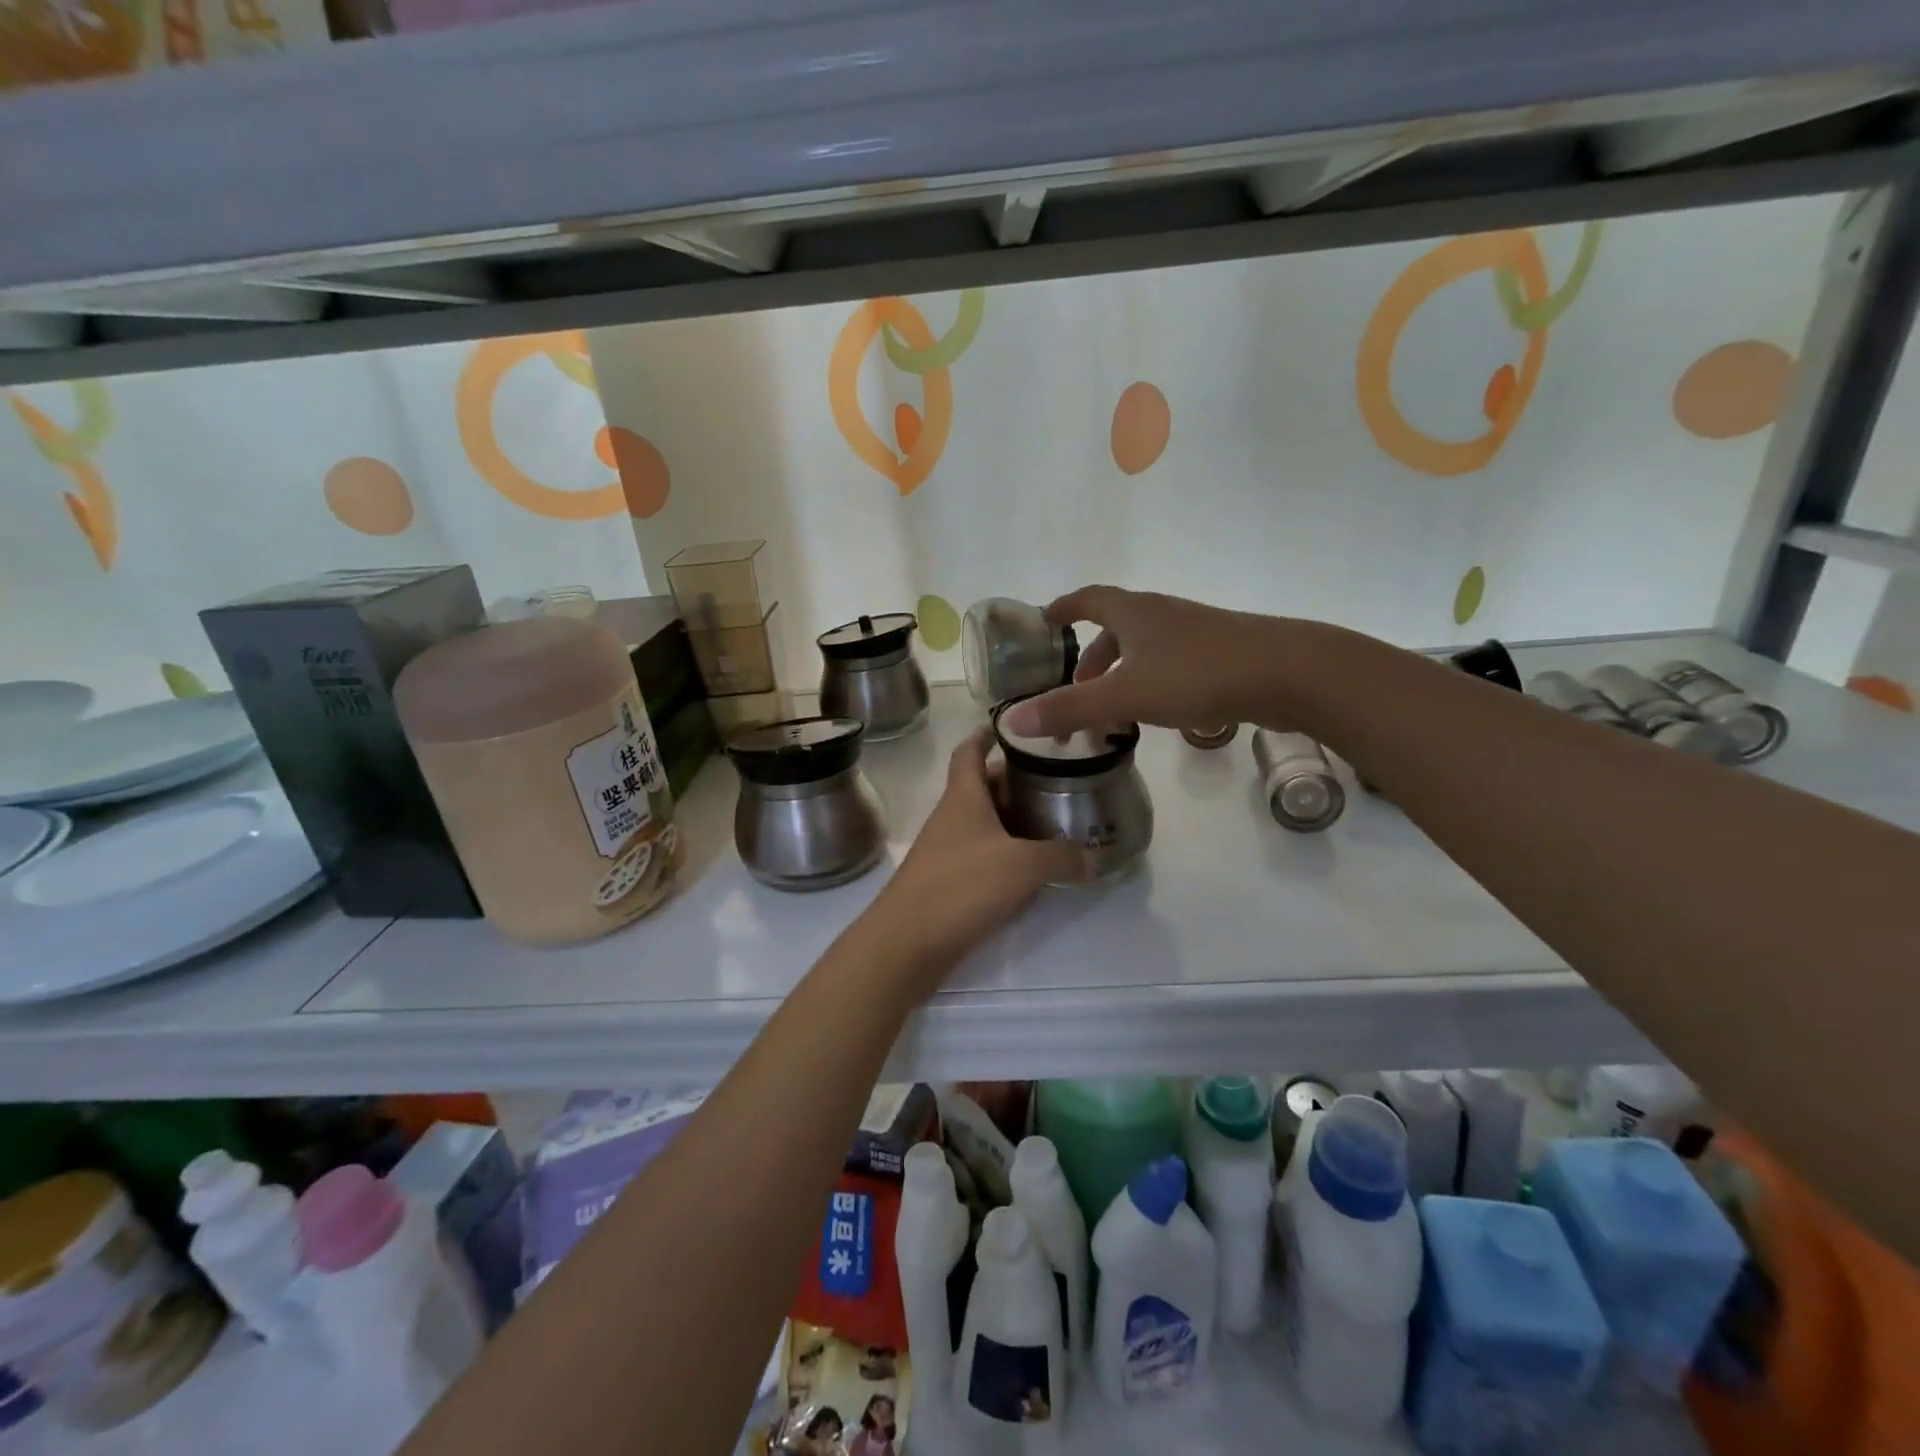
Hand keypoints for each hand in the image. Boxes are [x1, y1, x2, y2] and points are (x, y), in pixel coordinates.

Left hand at [857, 727, 1092, 996]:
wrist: (906, 943)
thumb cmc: (960, 886)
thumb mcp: (1022, 866)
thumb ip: (1061, 857)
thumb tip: (1094, 858)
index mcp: (963, 797)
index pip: (970, 751)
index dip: (989, 734)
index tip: (1016, 727)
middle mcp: (952, 817)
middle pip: (983, 787)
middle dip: (1017, 781)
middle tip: (1057, 779)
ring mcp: (947, 851)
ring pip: (985, 823)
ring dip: (1015, 819)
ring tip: (1055, 820)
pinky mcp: (949, 883)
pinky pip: (983, 855)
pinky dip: (1008, 853)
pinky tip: (1034, 866)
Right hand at [1000, 585, 1300, 737]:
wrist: (1288, 673)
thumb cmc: (1198, 675)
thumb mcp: (1125, 694)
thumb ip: (1069, 709)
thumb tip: (1010, 721)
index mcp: (1134, 613)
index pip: (1088, 599)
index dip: (1064, 608)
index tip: (1045, 620)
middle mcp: (1162, 615)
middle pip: (1116, 627)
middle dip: (1091, 656)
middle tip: (1075, 689)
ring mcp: (1194, 634)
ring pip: (1144, 648)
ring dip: (1121, 673)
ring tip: (1111, 710)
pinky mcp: (1219, 655)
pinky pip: (1170, 664)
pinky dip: (1150, 682)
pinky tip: (1157, 712)